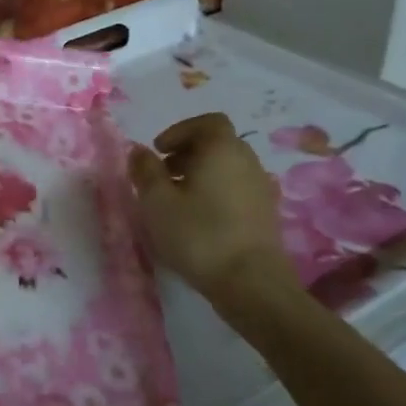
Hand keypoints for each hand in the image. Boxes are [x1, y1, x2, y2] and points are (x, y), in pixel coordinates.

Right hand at [128, 113, 297, 305]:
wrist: (251, 283)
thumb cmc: (199, 235)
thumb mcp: (157, 202)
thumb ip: (145, 171)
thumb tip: (138, 151)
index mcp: (222, 149)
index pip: (207, 122)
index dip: (180, 131)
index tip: (158, 151)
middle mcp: (247, 161)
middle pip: (217, 144)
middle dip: (187, 154)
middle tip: (162, 176)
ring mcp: (261, 188)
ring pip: (227, 168)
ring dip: (201, 175)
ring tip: (176, 201)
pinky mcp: (266, 214)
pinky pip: (237, 190)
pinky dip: (216, 193)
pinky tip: (199, 220)